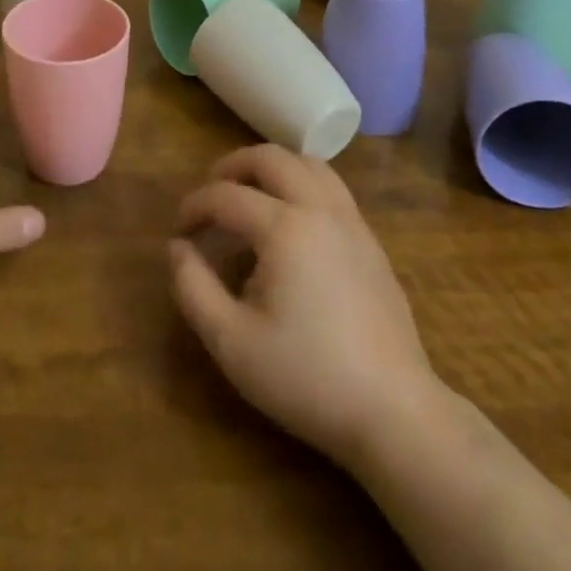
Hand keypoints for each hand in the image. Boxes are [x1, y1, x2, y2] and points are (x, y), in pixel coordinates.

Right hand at [170, 144, 446, 468]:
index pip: (227, 196)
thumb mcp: (232, 343)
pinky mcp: (371, 241)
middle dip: (233, 166)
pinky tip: (292, 220)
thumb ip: (194, 288)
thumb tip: (177, 248)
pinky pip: (332, 187)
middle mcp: (320, 209)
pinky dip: (302, 183)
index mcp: (285, 227)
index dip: (195, 206)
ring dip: (273, 167)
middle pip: (271, 158)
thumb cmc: (307, 378)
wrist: (394, 412)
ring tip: (251, 194)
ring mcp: (352, 221)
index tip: (180, 231)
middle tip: (212, 194)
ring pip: (309, 164)